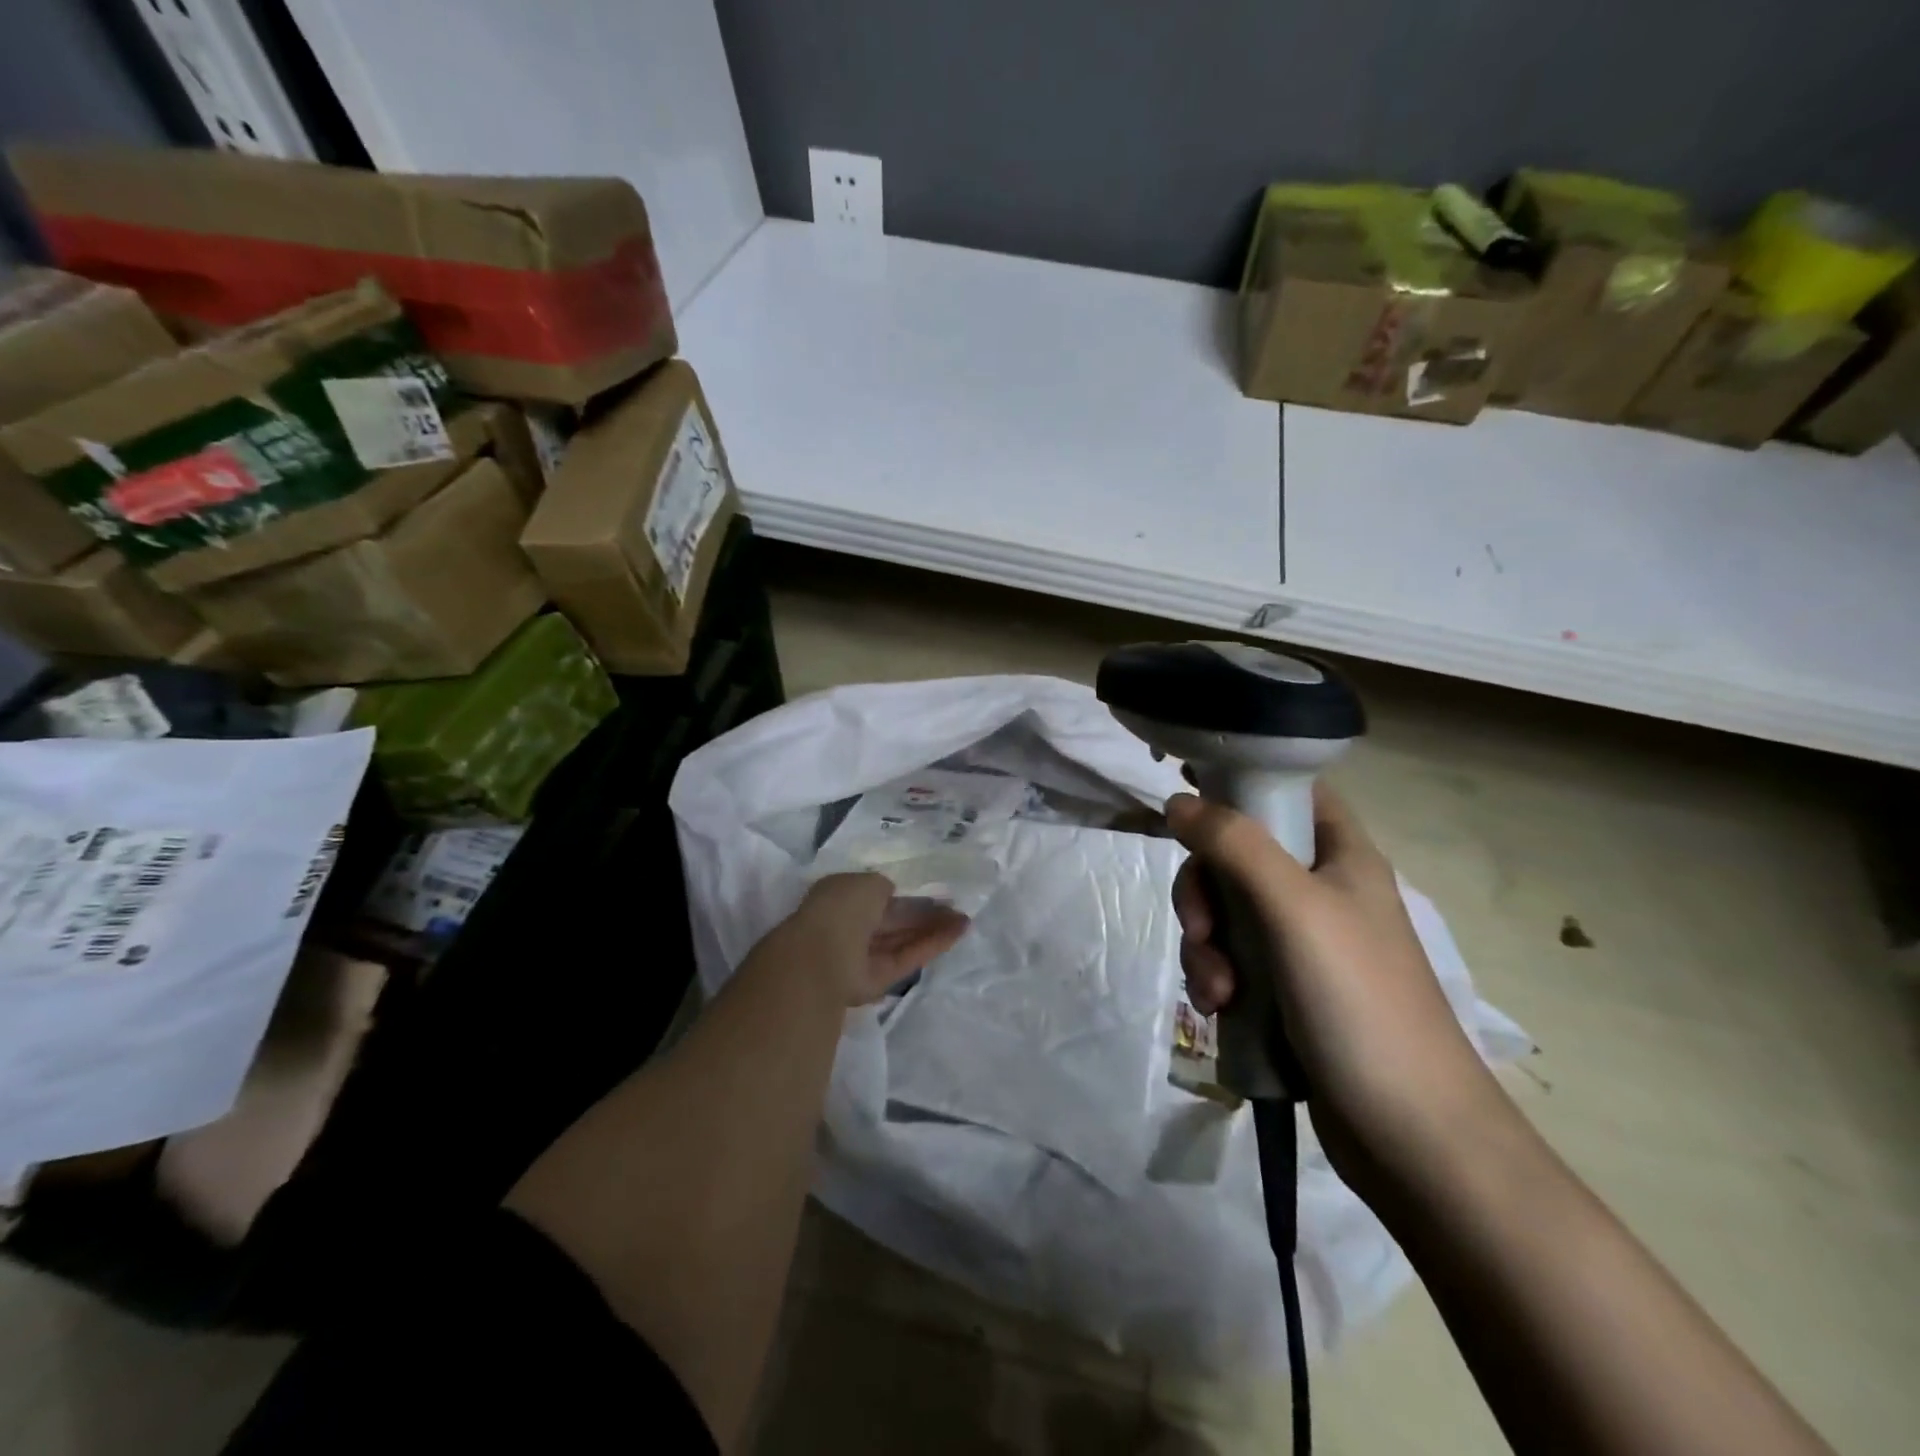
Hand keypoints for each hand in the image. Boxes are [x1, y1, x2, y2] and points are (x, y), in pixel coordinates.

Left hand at [783, 873, 969, 1006]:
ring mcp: (864, 955)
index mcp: (841, 898)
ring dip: (933, 929)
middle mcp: (851, 926)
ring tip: (965, 920)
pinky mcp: (878, 980)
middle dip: (924, 914)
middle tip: (957, 909)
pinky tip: (957, 933)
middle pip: (894, 920)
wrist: (821, 957)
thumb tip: (891, 894)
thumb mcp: (867, 882)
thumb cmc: (841, 908)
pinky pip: (907, 957)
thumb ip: (883, 887)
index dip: (906, 895)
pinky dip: (931, 945)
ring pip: (902, 939)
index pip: (878, 896)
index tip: (933, 893)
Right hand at [1167, 784, 1510, 1187]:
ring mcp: (1303, 944)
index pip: (1289, 791)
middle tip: (1202, 929)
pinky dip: (1214, 978)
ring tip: (1217, 992)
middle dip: (1205, 892)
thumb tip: (1178, 802)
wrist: (1411, 1135)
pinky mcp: (1286, 990)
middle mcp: (1322, 891)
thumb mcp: (1294, 908)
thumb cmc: (1361, 1002)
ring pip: (1225, 913)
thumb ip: (1234, 845)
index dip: (1241, 785)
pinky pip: (1230, 960)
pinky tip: (1219, 1011)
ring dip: (1205, 945)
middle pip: (1237, 856)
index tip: (1189, 801)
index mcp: (1342, 856)